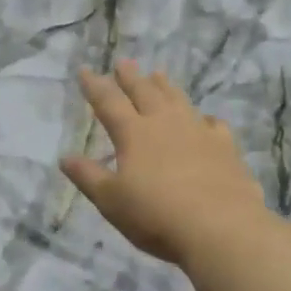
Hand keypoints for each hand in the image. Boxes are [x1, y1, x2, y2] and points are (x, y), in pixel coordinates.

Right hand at [62, 63, 268, 264]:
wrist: (221, 228)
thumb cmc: (156, 215)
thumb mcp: (111, 201)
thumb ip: (88, 176)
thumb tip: (65, 158)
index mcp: (134, 133)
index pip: (109, 102)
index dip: (95, 85)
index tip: (85, 70)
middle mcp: (165, 123)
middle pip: (145, 92)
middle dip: (130, 77)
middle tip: (123, 62)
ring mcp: (198, 132)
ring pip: (178, 100)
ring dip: (165, 86)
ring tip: (158, 74)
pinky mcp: (225, 147)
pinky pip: (213, 124)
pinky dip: (205, 119)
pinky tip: (206, 120)